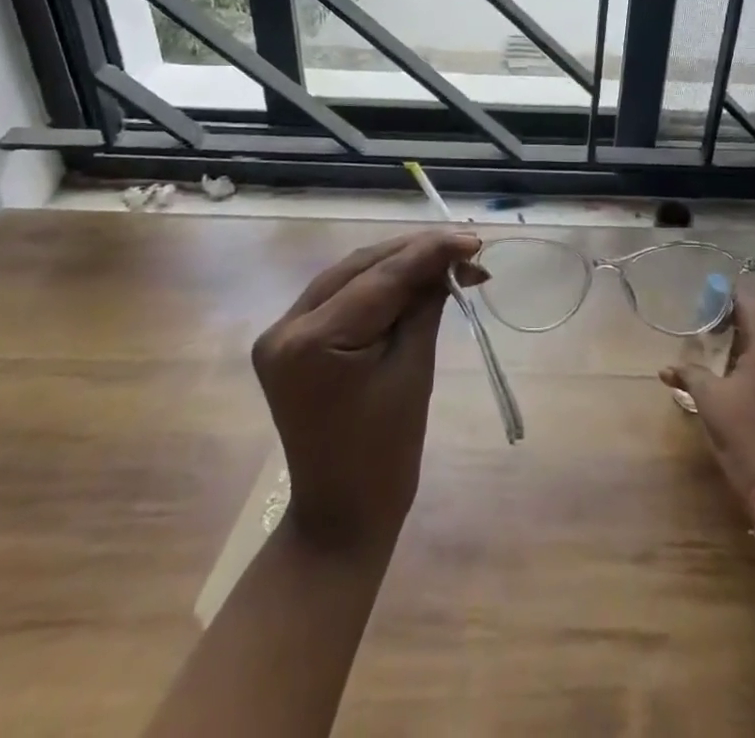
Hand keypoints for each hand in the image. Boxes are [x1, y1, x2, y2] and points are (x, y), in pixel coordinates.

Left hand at [252, 229, 483, 552]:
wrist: (342, 515)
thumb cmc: (386, 454)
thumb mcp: (413, 370)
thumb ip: (426, 304)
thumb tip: (451, 260)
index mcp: (311, 342)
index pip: (380, 278)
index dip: (429, 252)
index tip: (472, 239)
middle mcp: (285, 327)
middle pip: (360, 268)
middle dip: (415, 253)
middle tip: (466, 247)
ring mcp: (281, 333)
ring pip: (350, 275)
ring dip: (399, 264)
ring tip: (448, 257)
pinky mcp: (291, 341)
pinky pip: (340, 296)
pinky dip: (379, 284)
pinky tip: (413, 277)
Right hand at [661, 292, 754, 504]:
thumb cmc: (744, 433)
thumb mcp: (709, 400)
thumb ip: (688, 375)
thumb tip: (665, 370)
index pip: (750, 302)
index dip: (727, 295)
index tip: (705, 296)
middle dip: (739, 310)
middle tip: (710, 314)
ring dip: (750, 330)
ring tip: (721, 336)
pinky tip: (738, 363)